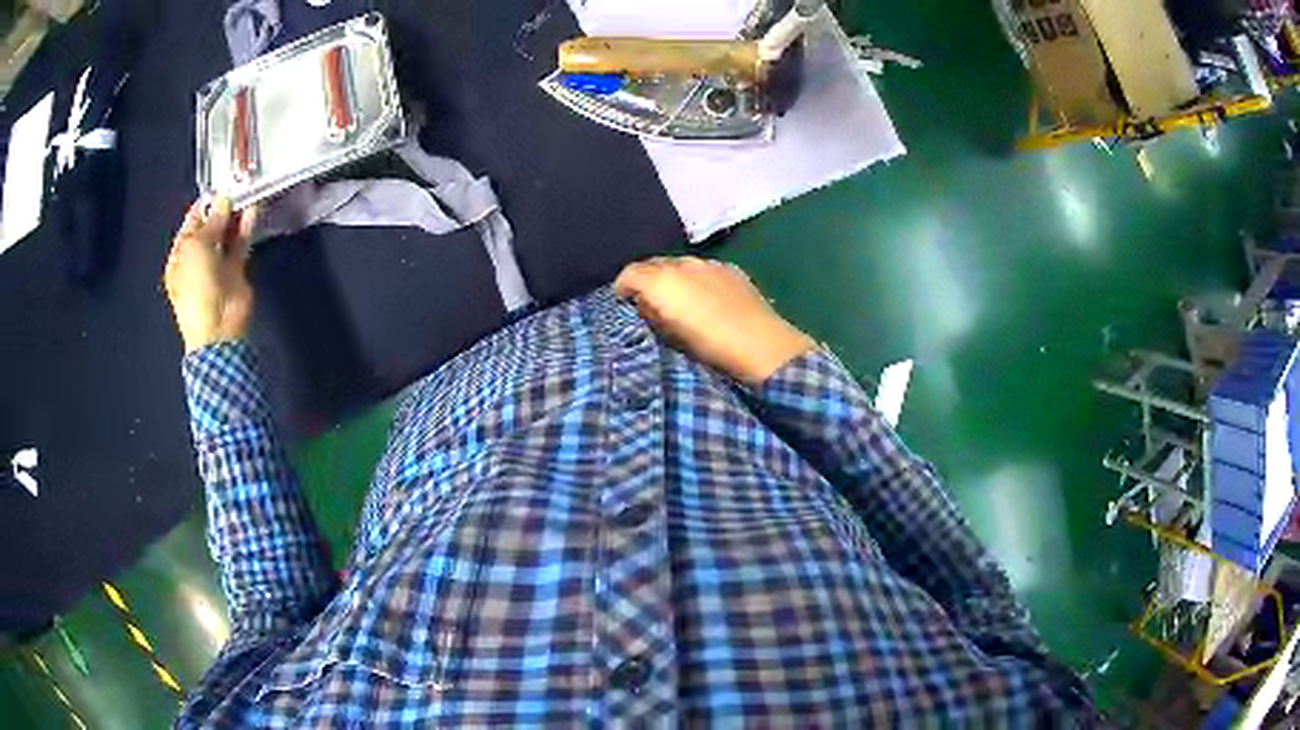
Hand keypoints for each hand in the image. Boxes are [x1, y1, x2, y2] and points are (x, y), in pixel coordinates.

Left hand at [163, 198, 259, 353]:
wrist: (218, 327)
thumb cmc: (197, 287)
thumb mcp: (196, 248)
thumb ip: (211, 222)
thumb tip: (223, 200)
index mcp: (180, 257)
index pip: (191, 224)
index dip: (203, 205)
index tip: (219, 185)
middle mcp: (197, 259)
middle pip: (210, 227)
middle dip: (221, 208)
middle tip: (236, 186)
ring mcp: (217, 266)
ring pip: (226, 234)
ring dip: (235, 216)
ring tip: (247, 193)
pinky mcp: (236, 271)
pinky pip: (241, 245)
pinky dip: (246, 228)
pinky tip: (253, 210)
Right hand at [614, 257, 816, 384]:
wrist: (762, 346)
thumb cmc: (709, 345)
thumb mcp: (668, 334)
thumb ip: (647, 310)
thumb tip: (640, 300)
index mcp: (663, 279)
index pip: (631, 272)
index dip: (623, 288)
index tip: (623, 306)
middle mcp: (684, 263)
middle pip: (655, 264)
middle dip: (648, 280)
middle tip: (648, 305)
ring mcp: (711, 264)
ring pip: (682, 266)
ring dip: (675, 280)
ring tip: (679, 303)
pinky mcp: (733, 271)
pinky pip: (705, 270)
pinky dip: (698, 280)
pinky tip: (707, 300)